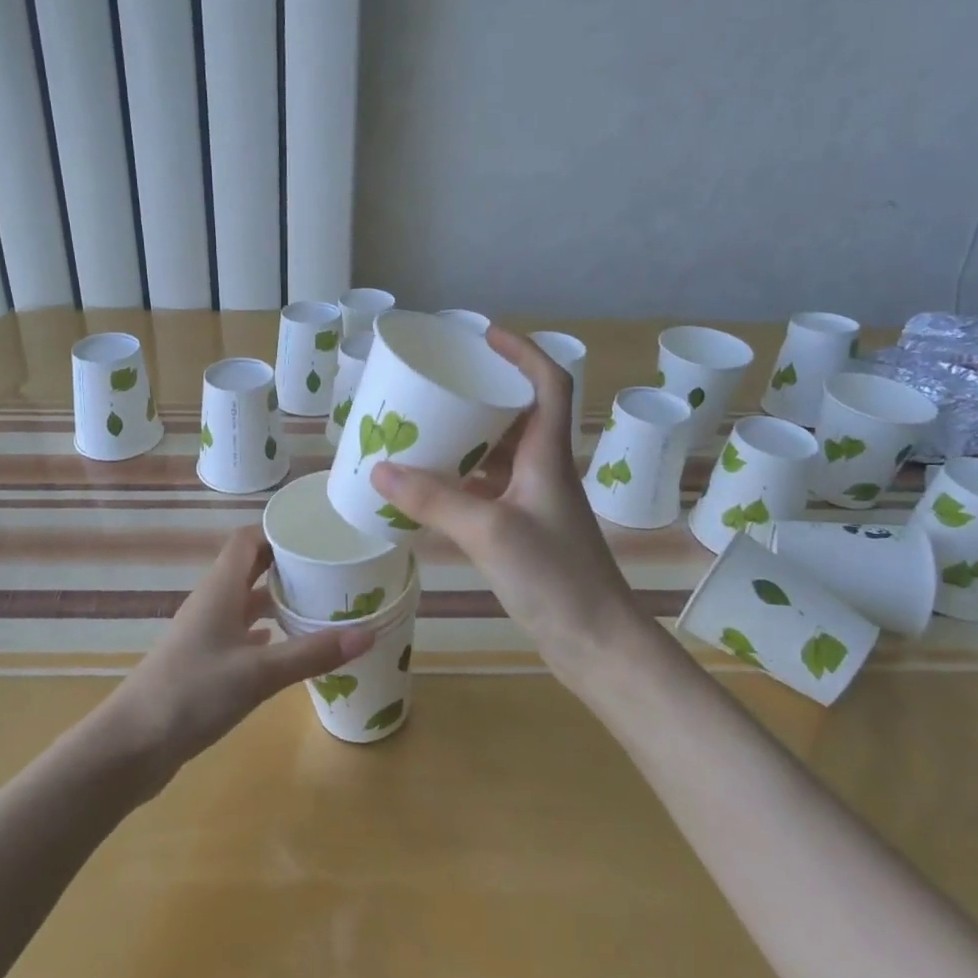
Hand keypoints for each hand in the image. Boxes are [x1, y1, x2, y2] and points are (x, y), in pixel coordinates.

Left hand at [98, 527, 373, 793]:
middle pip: (248, 569)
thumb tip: (369, 633)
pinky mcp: (203, 664)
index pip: (246, 541)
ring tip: (317, 604)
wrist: (131, 746)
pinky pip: (239, 635)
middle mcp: (211, 604)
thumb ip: (312, 653)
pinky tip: (284, 645)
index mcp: (220, 590)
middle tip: (329, 569)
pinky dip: (264, 634)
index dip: (278, 532)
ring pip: (244, 603)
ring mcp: (204, 635)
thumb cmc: (192, 694)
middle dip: (285, 565)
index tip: (317, 535)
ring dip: (275, 600)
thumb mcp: (259, 673)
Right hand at [369, 328, 640, 687]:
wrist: (597, 643)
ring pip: (500, 454)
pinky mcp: (525, 531)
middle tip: (438, 385)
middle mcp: (544, 470)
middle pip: (517, 414)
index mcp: (547, 455)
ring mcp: (535, 502)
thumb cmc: (556, 577)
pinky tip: (430, 488)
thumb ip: (434, 500)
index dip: (521, 351)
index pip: (547, 382)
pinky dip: (461, 482)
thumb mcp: (489, 531)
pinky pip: (489, 489)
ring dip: (468, 439)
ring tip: (425, 429)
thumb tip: (379, 471)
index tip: (484, 335)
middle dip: (481, 393)